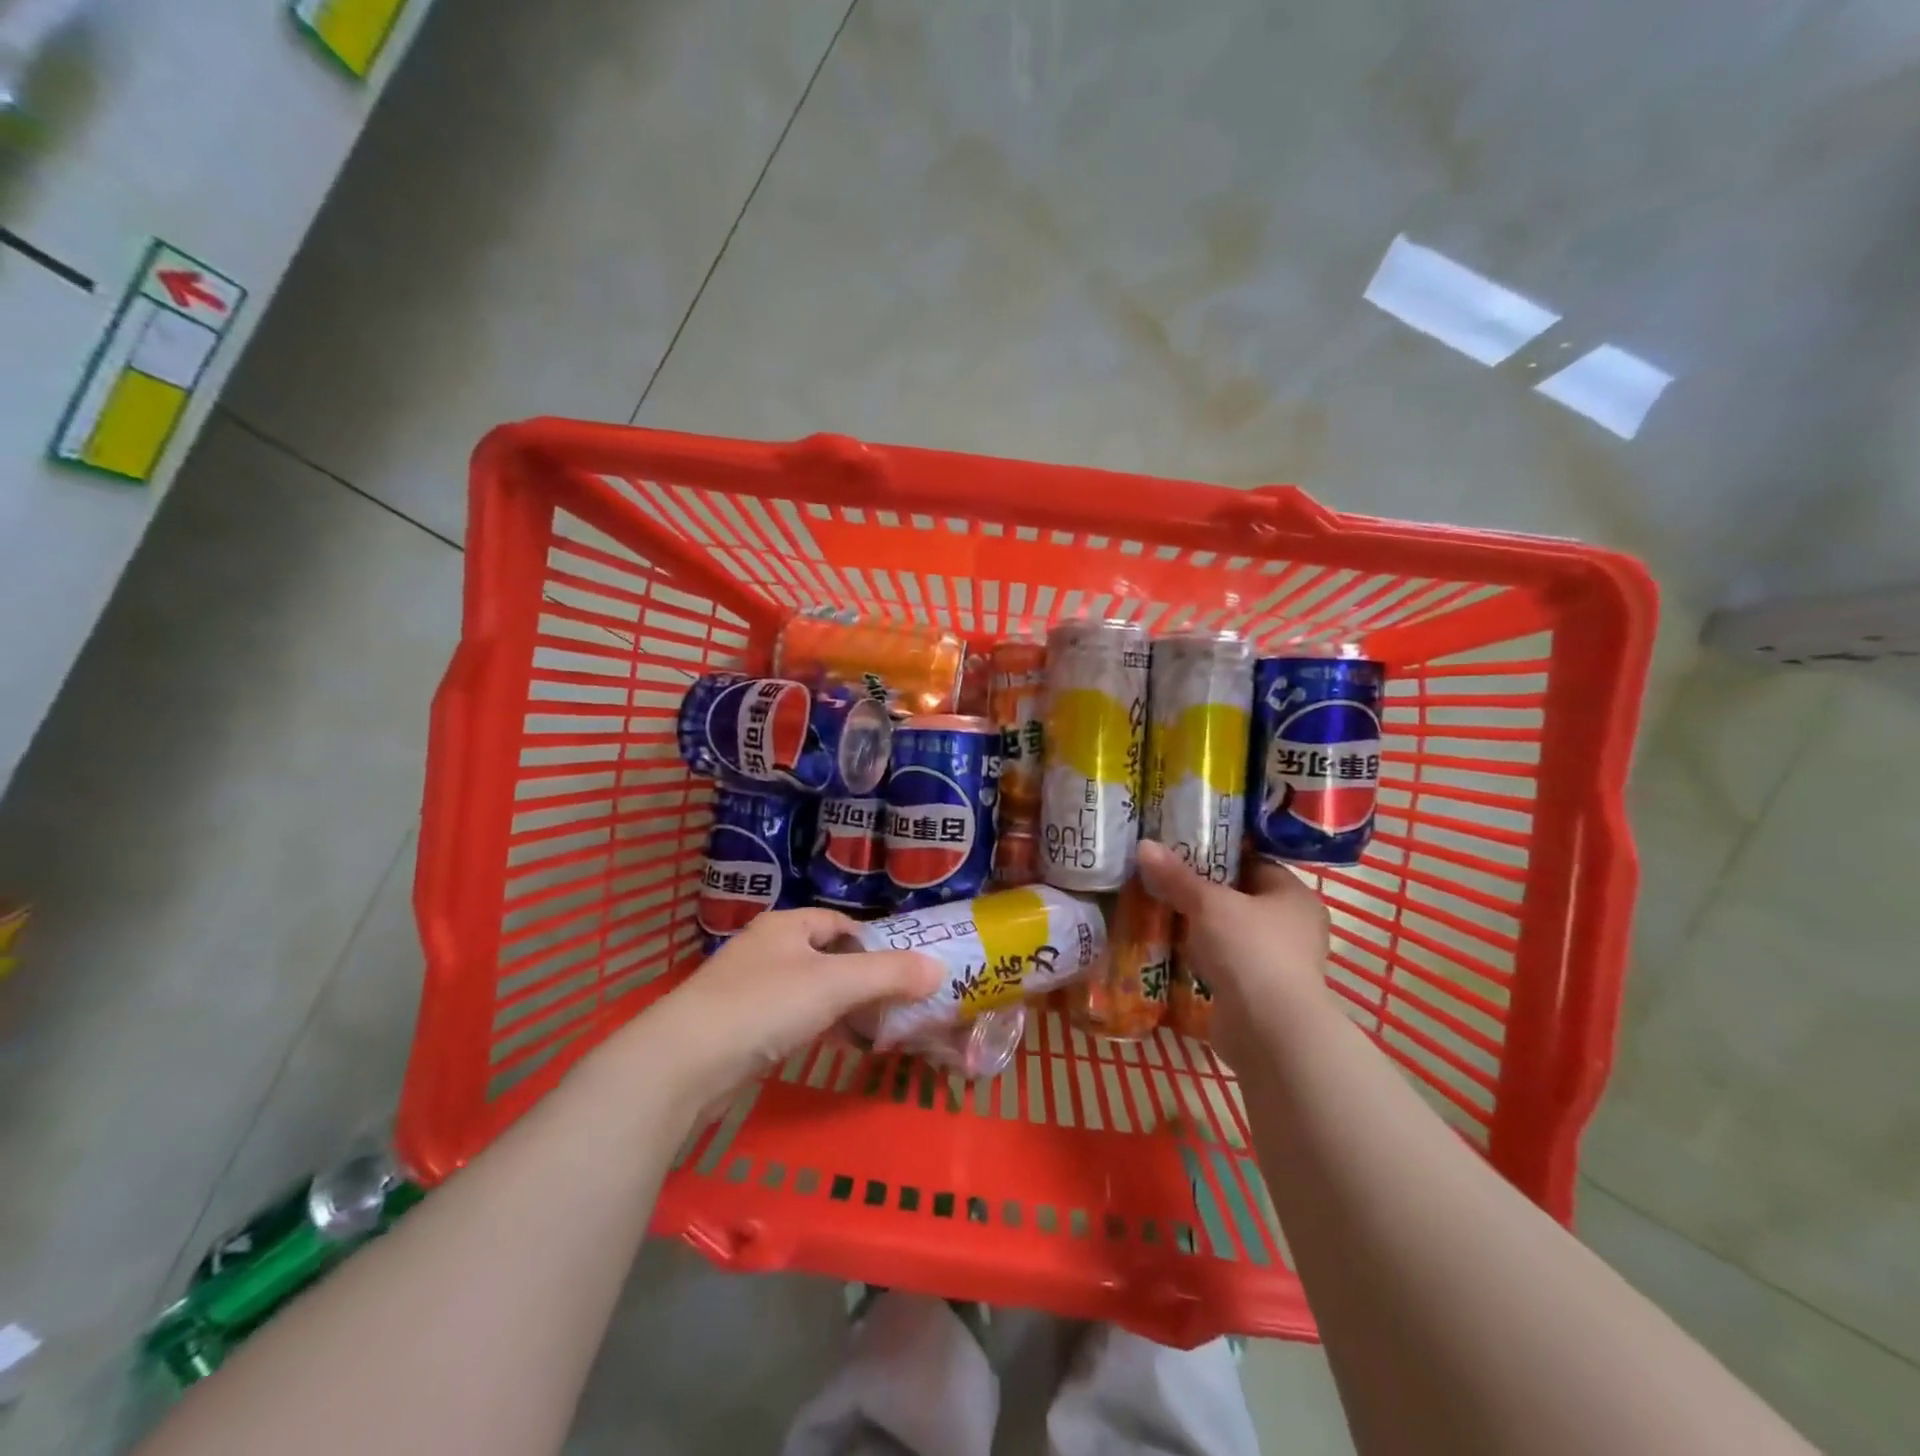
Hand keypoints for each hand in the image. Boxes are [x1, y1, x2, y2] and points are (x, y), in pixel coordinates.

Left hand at [631, 908, 942, 1104]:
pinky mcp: (736, 1028)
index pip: (839, 922)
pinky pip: (788, 1020)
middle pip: (826, 957)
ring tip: (870, 1030)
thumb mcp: (835, 984)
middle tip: (894, 1005)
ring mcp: (747, 989)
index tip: (901, 971)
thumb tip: (938, 969)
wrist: (683, 1063)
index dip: (872, 942)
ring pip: (807, 991)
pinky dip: (813, 1028)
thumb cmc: (764, 1006)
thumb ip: (889, 974)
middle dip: (860, 979)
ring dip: (839, 1007)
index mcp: (786, 925)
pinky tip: (828, 1047)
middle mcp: (766, 949)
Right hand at [1136, 839, 1333, 1071]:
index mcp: (1294, 895)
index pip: (1252, 862)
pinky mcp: (1260, 994)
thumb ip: (1176, 876)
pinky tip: (1171, 950)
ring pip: (1230, 933)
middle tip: (1161, 879)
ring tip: (1158, 911)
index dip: (1216, 853)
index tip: (1178, 849)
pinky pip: (1226, 964)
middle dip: (1201, 892)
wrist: (1270, 1033)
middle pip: (1239, 898)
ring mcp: (1279, 964)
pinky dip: (1202, 958)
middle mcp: (1293, 927)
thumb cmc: (1250, 951)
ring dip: (1200, 928)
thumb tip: (1144, 845)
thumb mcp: (1208, 904)